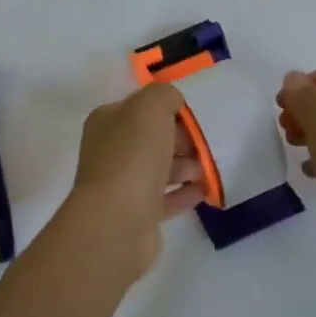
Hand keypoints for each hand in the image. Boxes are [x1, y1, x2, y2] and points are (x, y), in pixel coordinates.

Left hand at [61, 83, 206, 276]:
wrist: (117, 221)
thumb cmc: (133, 157)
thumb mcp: (150, 108)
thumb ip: (164, 95)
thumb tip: (173, 103)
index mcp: (107, 122)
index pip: (140, 108)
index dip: (168, 111)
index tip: (194, 120)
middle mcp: (110, 151)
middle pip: (151, 139)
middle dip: (180, 140)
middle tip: (205, 146)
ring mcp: (121, 185)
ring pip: (159, 169)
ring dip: (185, 166)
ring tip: (208, 169)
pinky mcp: (137, 215)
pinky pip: (165, 199)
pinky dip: (185, 193)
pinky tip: (204, 191)